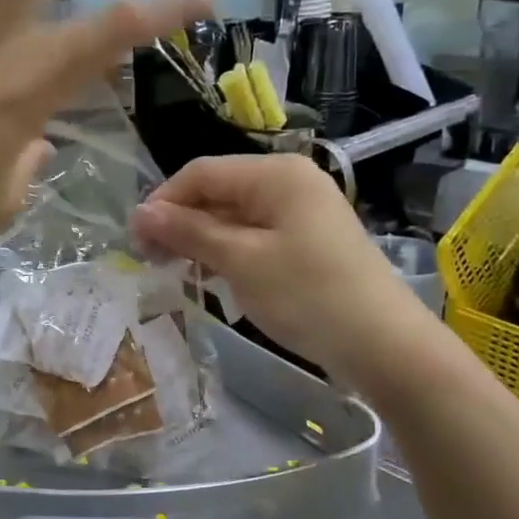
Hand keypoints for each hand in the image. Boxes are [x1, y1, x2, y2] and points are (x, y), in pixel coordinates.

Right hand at [131, 154, 440, 388]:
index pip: (201, 173)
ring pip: (234, 215)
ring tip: (176, 271)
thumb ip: (188, 231)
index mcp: (275, 173)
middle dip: (180, 222)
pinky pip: (255, 234)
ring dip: (201, 239)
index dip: (163, 202)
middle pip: (218, 191)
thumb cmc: (307, 295)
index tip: (135, 241)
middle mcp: (289, 181)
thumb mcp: (240, 261)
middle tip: (151, 260)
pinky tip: (212, 275)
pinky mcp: (308, 240)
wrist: (383, 345)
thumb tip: (140, 212)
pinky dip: (228, 251)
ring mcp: (302, 211)